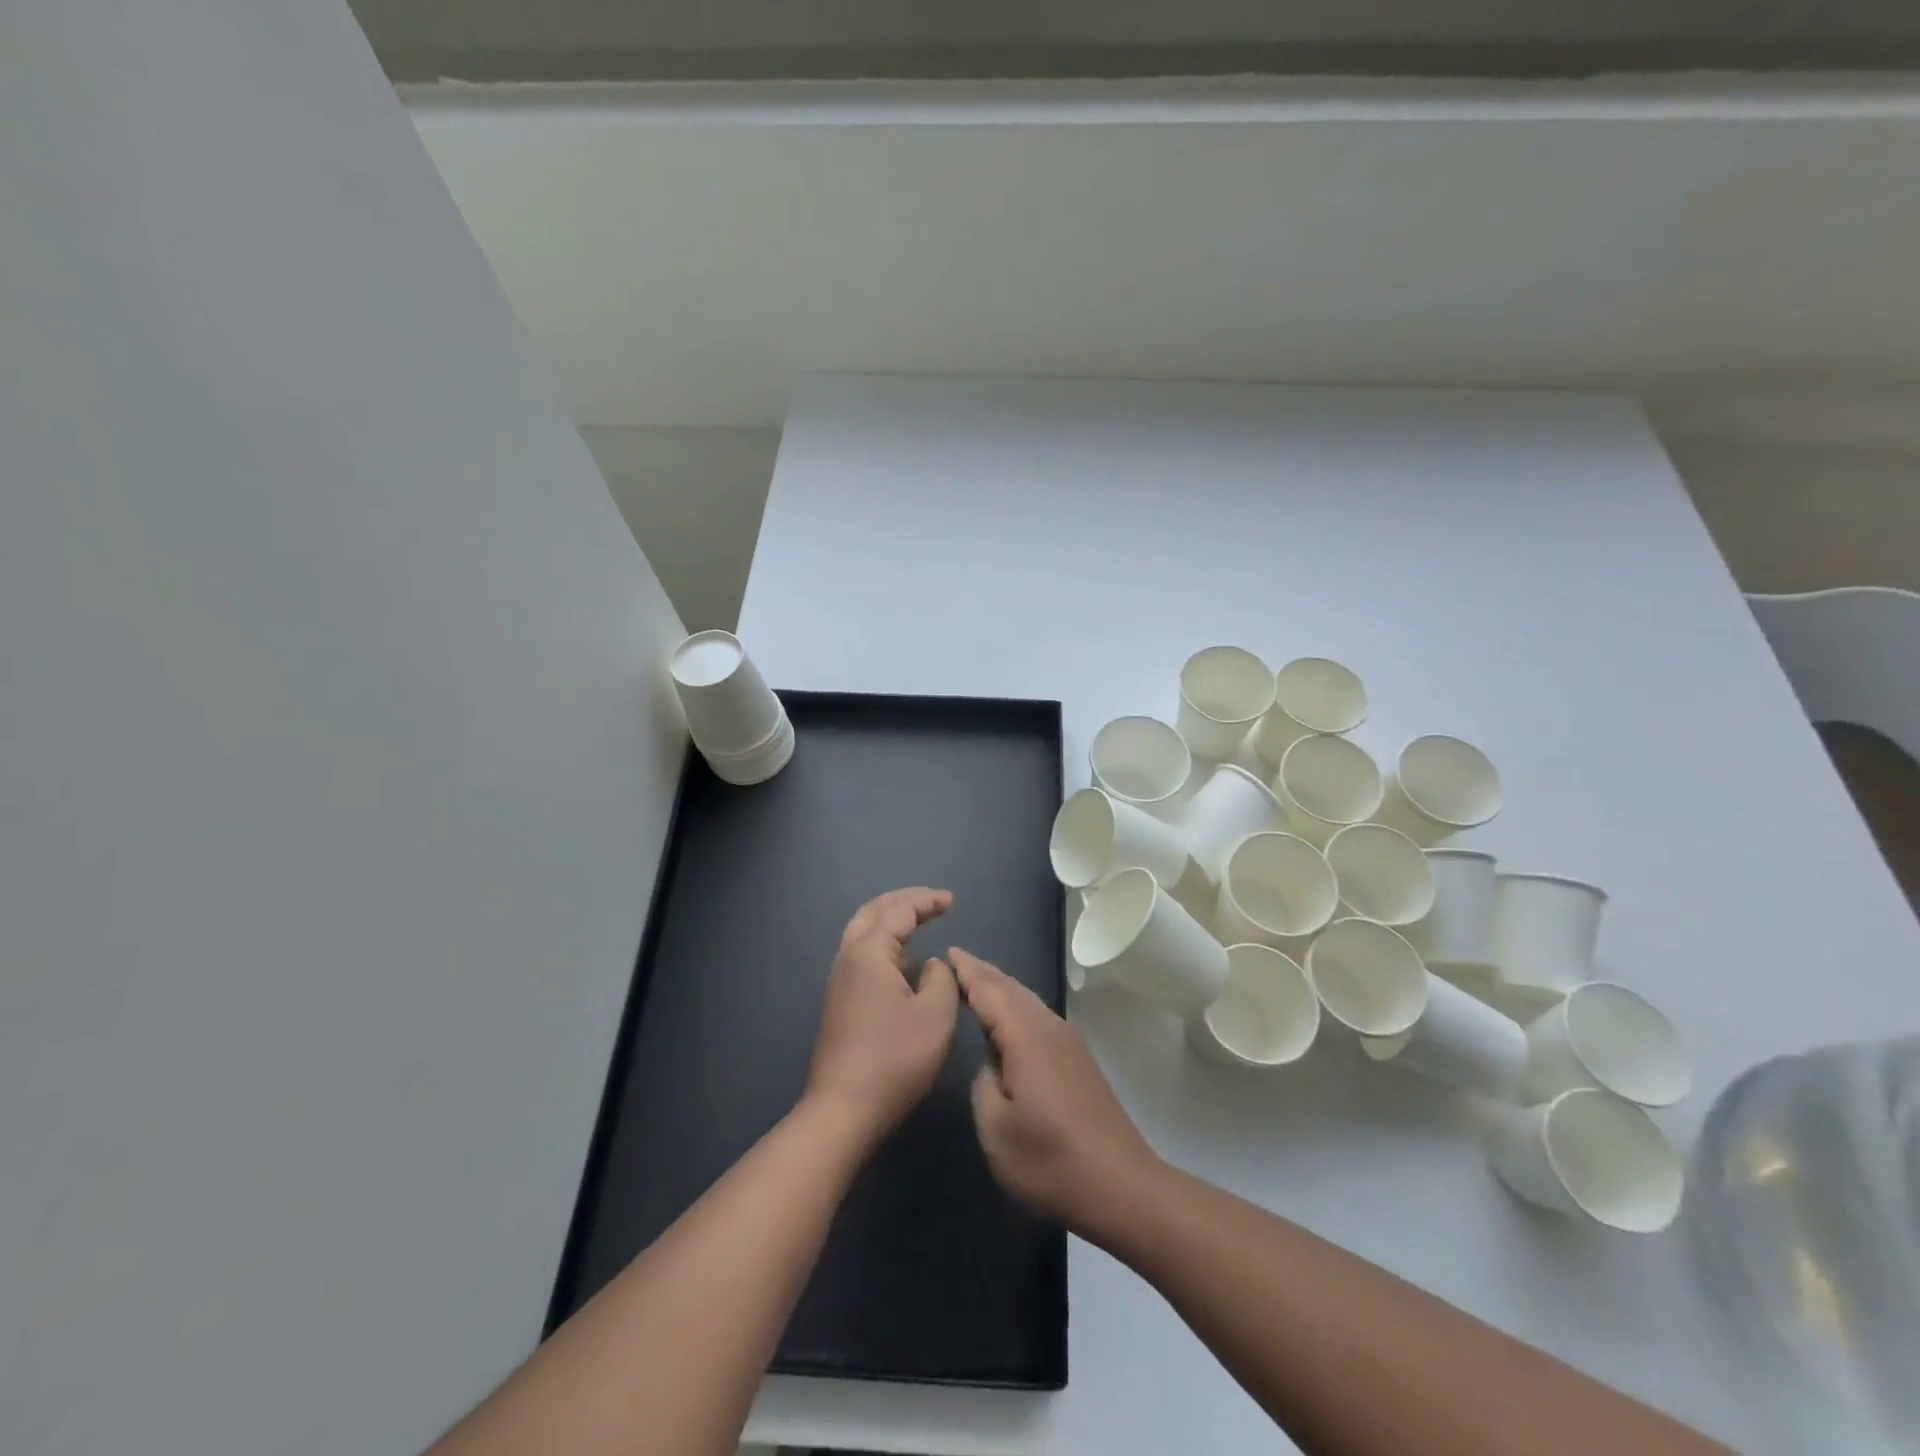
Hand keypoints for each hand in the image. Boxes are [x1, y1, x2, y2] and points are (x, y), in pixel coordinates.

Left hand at [803, 887, 959, 1141]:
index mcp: (868, 953)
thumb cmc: (894, 1060)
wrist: (843, 1110)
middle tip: (931, 901)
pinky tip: (903, 964)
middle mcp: (847, 959)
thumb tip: (932, 964)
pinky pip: (862, 956)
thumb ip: (942, 978)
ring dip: (890, 922)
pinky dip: (884, 945)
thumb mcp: (935, 1016)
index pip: (898, 911)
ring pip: (862, 934)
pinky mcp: (839, 1003)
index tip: (951, 901)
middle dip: (902, 901)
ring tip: (918, 924)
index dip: (926, 901)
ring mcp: (839, 982)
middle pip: (872, 913)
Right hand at [952, 948, 1161, 1241]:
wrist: (1122, 1186)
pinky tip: (1009, 1021)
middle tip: (956, 961)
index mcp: (1026, 1035)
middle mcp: (1049, 1027)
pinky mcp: (1078, 1060)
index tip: (946, 952)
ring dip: (1001, 988)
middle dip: (983, 973)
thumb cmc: (1051, 1160)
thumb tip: (991, 1064)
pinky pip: (1038, 1017)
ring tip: (976, 982)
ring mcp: (1068, 1042)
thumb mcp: (996, 1129)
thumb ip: (983, 1084)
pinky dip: (1016, 1007)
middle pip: (1011, 988)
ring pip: (1027, 1001)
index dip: (966, 971)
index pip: (989, 990)